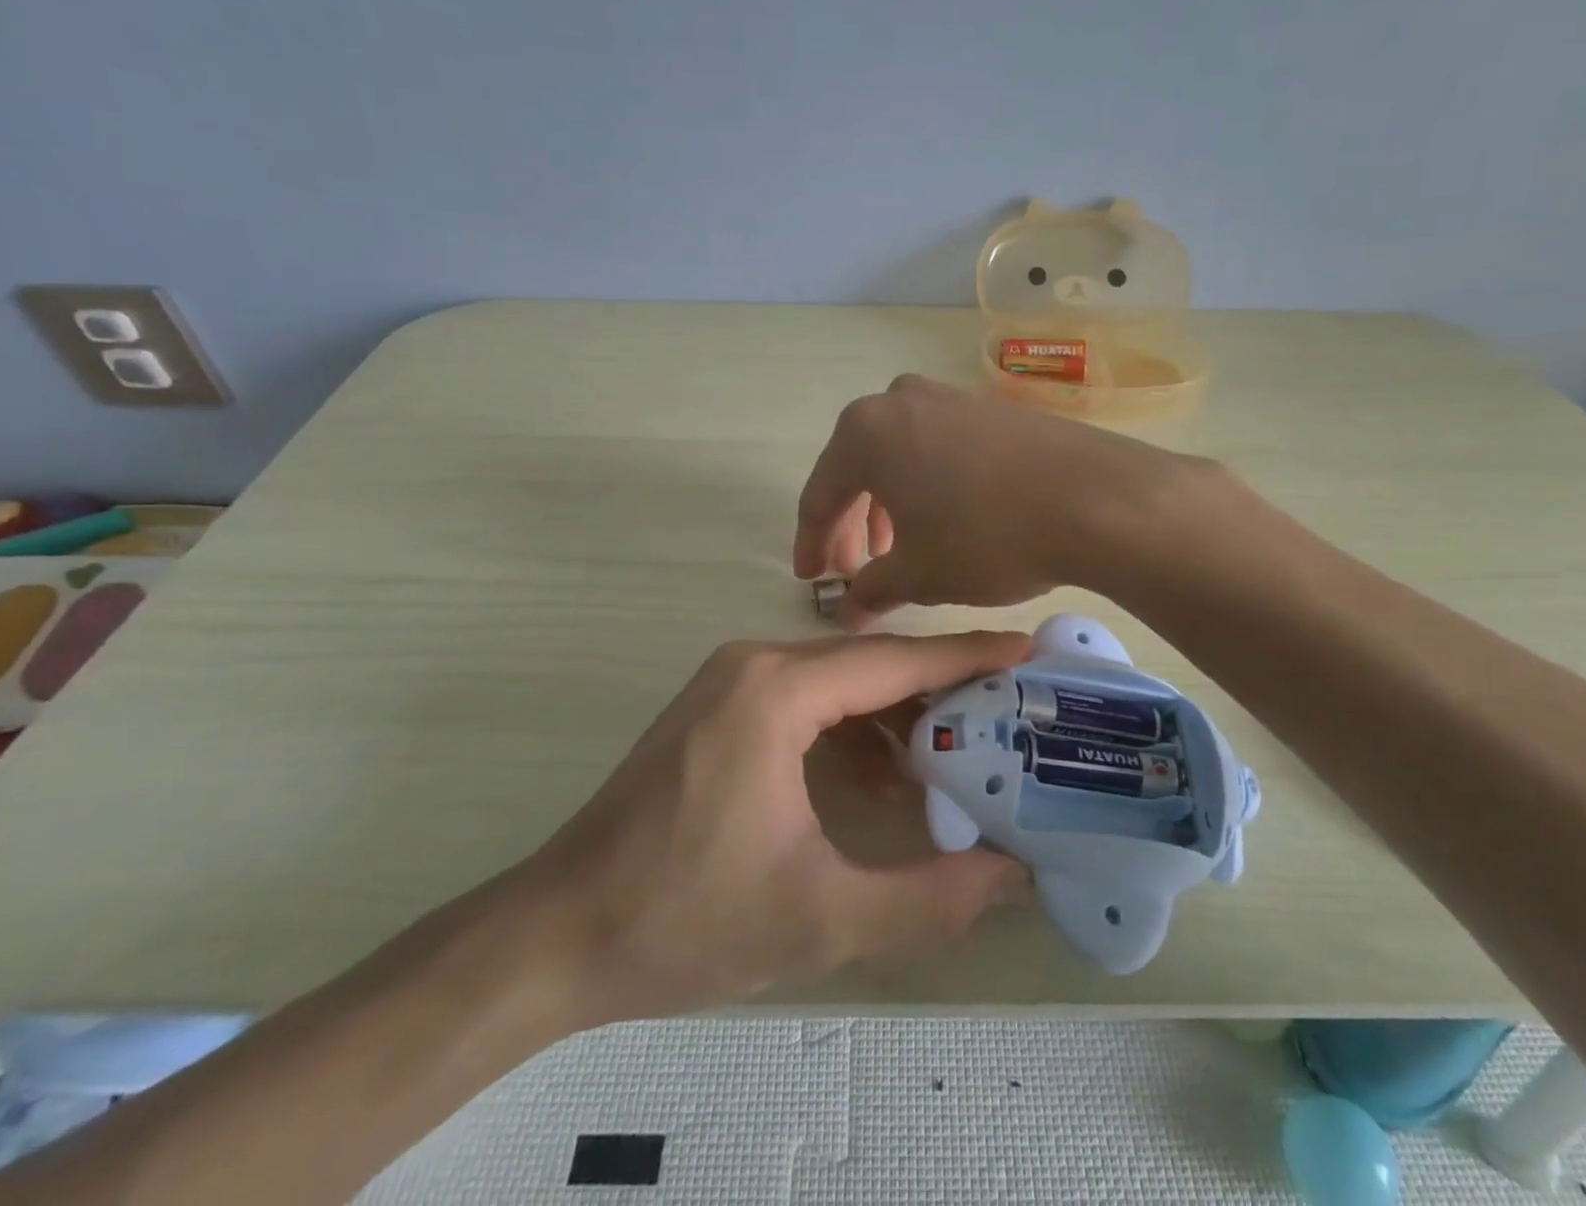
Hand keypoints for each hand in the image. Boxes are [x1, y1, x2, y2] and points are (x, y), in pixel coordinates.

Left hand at [506, 631, 1032, 1026]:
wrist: (559, 933)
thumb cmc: (687, 918)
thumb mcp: (823, 919)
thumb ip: (930, 898)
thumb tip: (1014, 877)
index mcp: (776, 691)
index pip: (893, 660)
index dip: (966, 657)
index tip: (1026, 653)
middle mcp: (754, 665)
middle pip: (869, 665)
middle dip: (939, 691)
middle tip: (1007, 716)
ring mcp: (730, 683)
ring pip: (838, 684)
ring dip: (894, 717)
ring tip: (954, 761)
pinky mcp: (718, 710)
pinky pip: (805, 703)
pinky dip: (850, 732)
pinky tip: (881, 782)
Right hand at [793, 375, 1203, 626]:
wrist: (1096, 498)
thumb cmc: (986, 536)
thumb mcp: (919, 574)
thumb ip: (871, 589)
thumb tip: (848, 609)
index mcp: (865, 433)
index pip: (820, 495)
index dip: (811, 543)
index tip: (810, 579)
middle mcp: (899, 400)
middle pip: (857, 470)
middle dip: (851, 525)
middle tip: (853, 571)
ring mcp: (949, 397)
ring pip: (899, 457)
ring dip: (889, 505)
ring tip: (899, 550)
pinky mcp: (990, 408)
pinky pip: (937, 448)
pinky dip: (927, 485)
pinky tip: (944, 519)